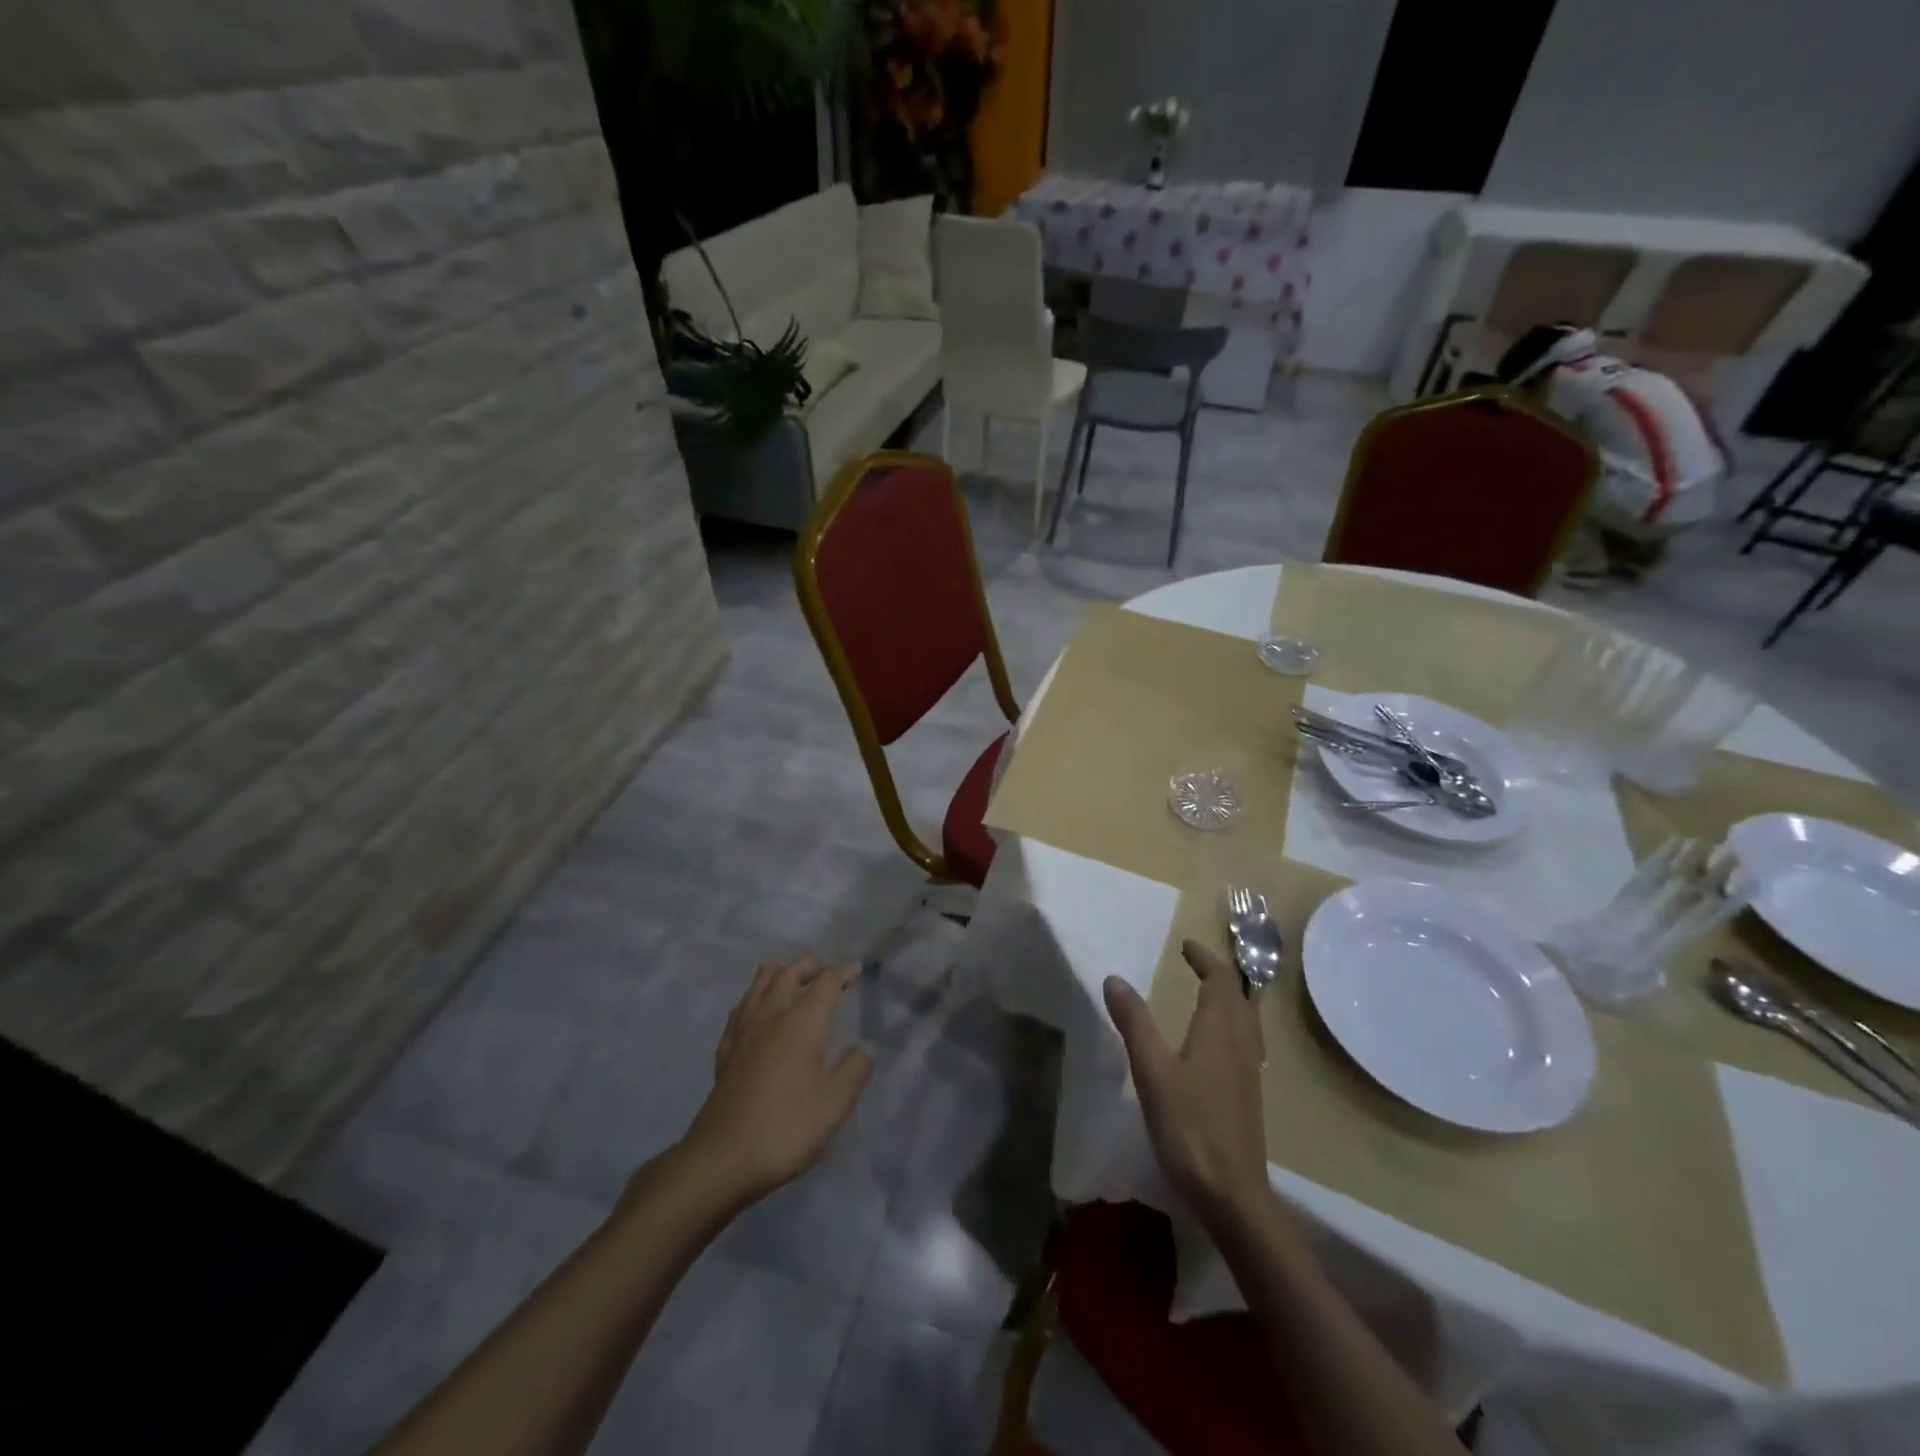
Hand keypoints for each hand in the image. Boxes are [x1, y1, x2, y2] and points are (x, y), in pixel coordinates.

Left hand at [677, 954, 873, 1209]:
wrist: (723, 1158)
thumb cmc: (787, 1126)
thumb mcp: (836, 1102)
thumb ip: (855, 1069)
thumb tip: (860, 1049)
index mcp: (802, 1020)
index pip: (826, 982)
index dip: (843, 972)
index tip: (856, 969)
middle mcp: (771, 1015)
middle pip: (789, 973)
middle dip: (809, 966)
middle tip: (823, 969)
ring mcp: (743, 1031)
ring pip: (759, 984)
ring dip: (778, 974)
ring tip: (788, 975)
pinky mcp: (725, 1052)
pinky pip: (740, 1009)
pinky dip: (754, 999)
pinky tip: (755, 1012)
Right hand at [1104, 940, 1270, 1230]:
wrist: (1232, 1195)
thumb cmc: (1190, 1127)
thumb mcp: (1152, 1071)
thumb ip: (1134, 1023)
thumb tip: (1115, 978)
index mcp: (1220, 1031)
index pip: (1221, 981)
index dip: (1205, 959)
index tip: (1186, 946)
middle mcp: (1241, 1045)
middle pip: (1238, 998)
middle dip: (1219, 975)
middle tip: (1195, 964)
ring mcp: (1249, 1072)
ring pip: (1246, 1022)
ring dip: (1230, 999)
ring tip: (1208, 995)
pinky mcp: (1248, 1096)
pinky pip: (1246, 1043)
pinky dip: (1232, 1025)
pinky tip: (1217, 1045)